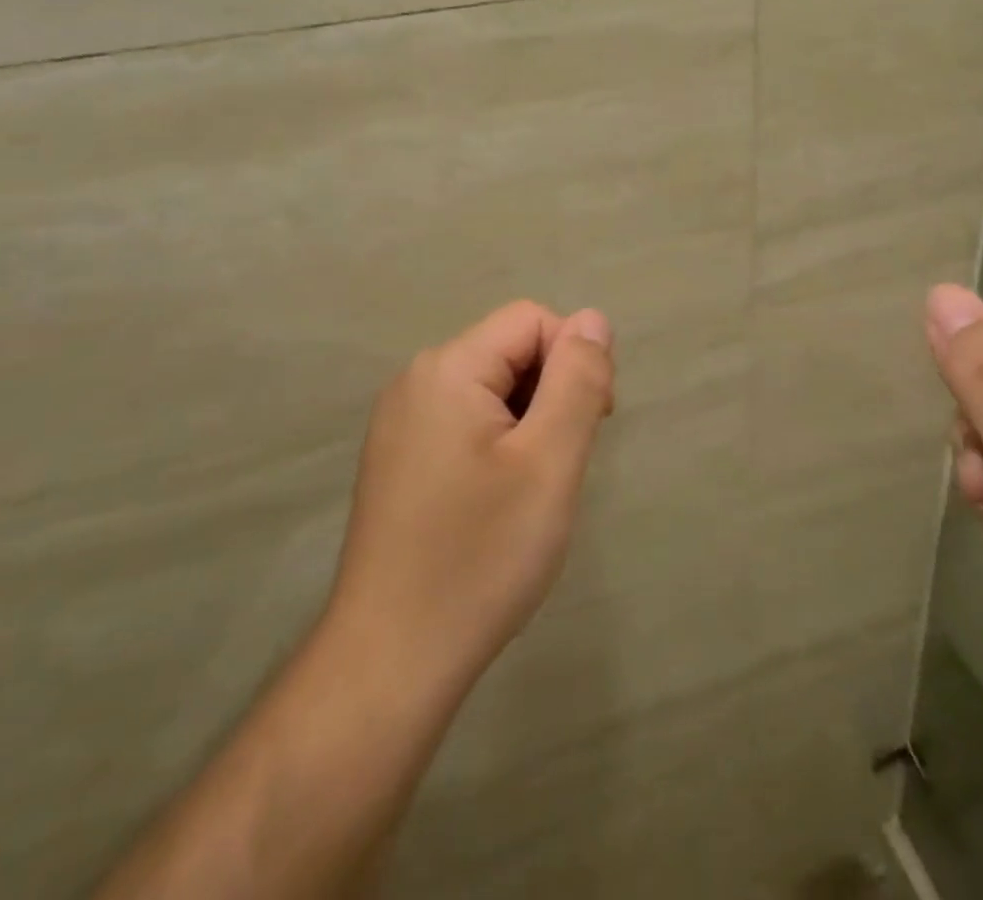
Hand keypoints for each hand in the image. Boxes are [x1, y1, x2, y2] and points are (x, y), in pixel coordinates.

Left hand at [323, 300, 615, 698]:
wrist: (389, 663)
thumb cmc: (480, 557)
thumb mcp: (549, 461)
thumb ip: (578, 380)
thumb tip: (594, 319)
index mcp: (447, 369)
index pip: (532, 320)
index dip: (574, 360)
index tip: (593, 424)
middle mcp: (416, 381)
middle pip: (509, 350)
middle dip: (552, 392)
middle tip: (564, 464)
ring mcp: (400, 422)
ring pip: (491, 389)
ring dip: (529, 422)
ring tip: (534, 488)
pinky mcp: (399, 459)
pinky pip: (466, 422)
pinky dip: (499, 444)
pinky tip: (500, 501)